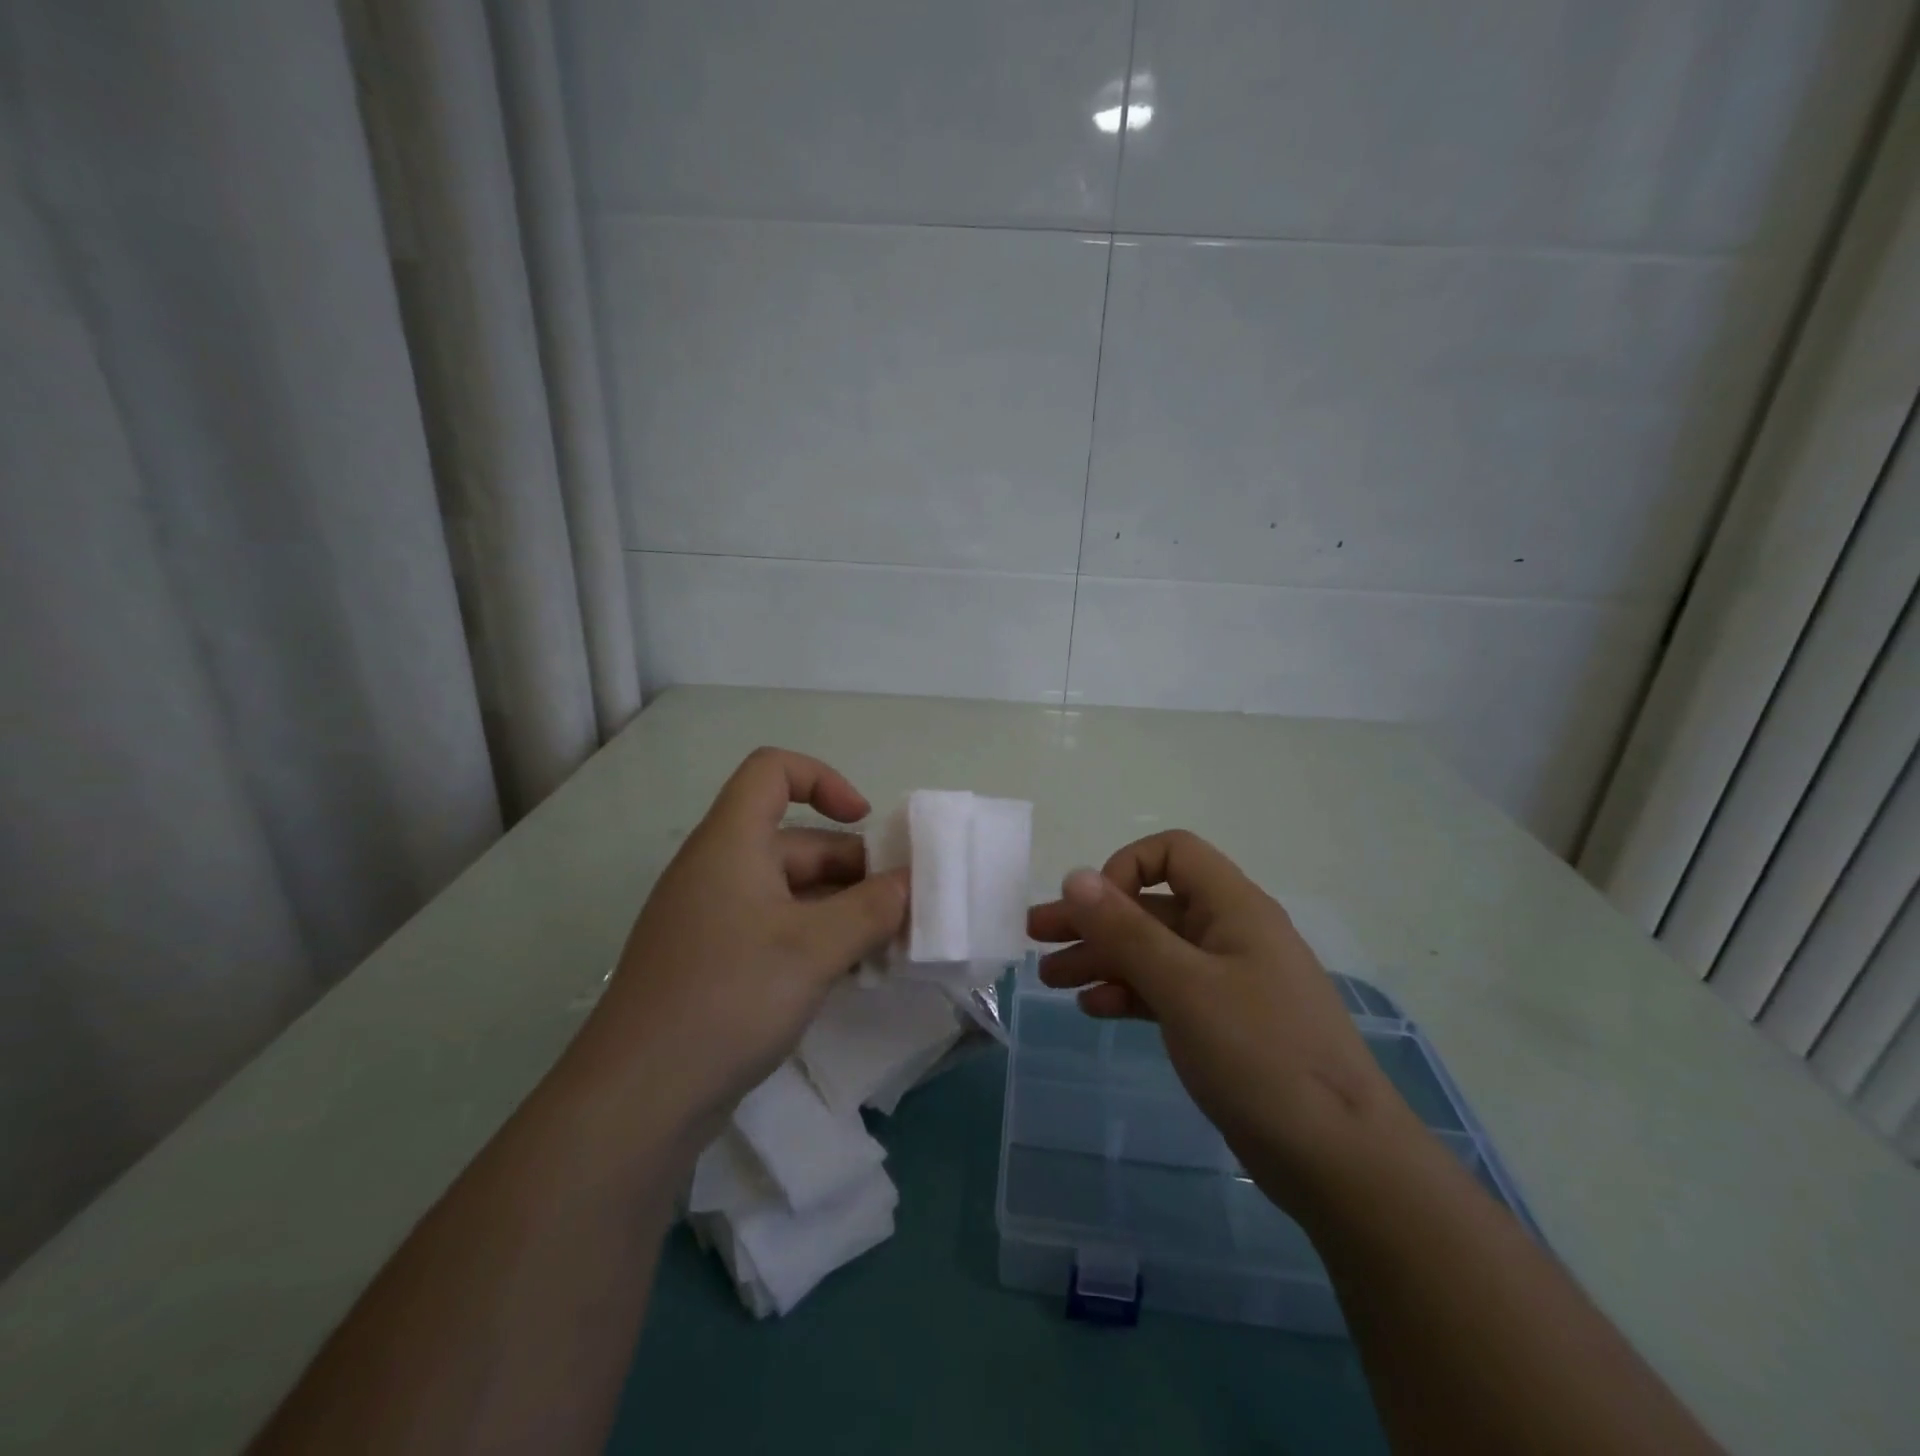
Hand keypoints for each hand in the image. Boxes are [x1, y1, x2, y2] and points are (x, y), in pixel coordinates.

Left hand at [574, 748, 906, 1134]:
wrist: (638, 1099)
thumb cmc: (729, 997)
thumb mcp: (815, 948)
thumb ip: (873, 908)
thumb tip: (910, 884)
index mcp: (731, 843)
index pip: (772, 771)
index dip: (823, 779)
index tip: (864, 822)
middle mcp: (718, 870)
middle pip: (794, 840)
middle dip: (852, 867)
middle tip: (900, 908)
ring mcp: (712, 919)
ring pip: (789, 891)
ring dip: (840, 909)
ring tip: (886, 946)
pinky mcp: (712, 963)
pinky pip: (774, 930)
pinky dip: (814, 940)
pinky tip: (847, 976)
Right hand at [1027, 830, 1405, 1208]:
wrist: (1341, 1160)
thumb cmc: (1261, 1055)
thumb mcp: (1184, 986)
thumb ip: (1126, 930)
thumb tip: (1075, 875)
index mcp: (1233, 908)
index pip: (1172, 854)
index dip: (1126, 869)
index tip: (1094, 911)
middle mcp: (1230, 934)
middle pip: (1151, 906)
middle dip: (1093, 919)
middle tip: (1036, 936)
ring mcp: (1229, 981)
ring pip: (1154, 952)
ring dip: (1102, 958)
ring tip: (1050, 979)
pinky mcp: (1224, 1025)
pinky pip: (1167, 991)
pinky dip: (1129, 993)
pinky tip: (1095, 1008)